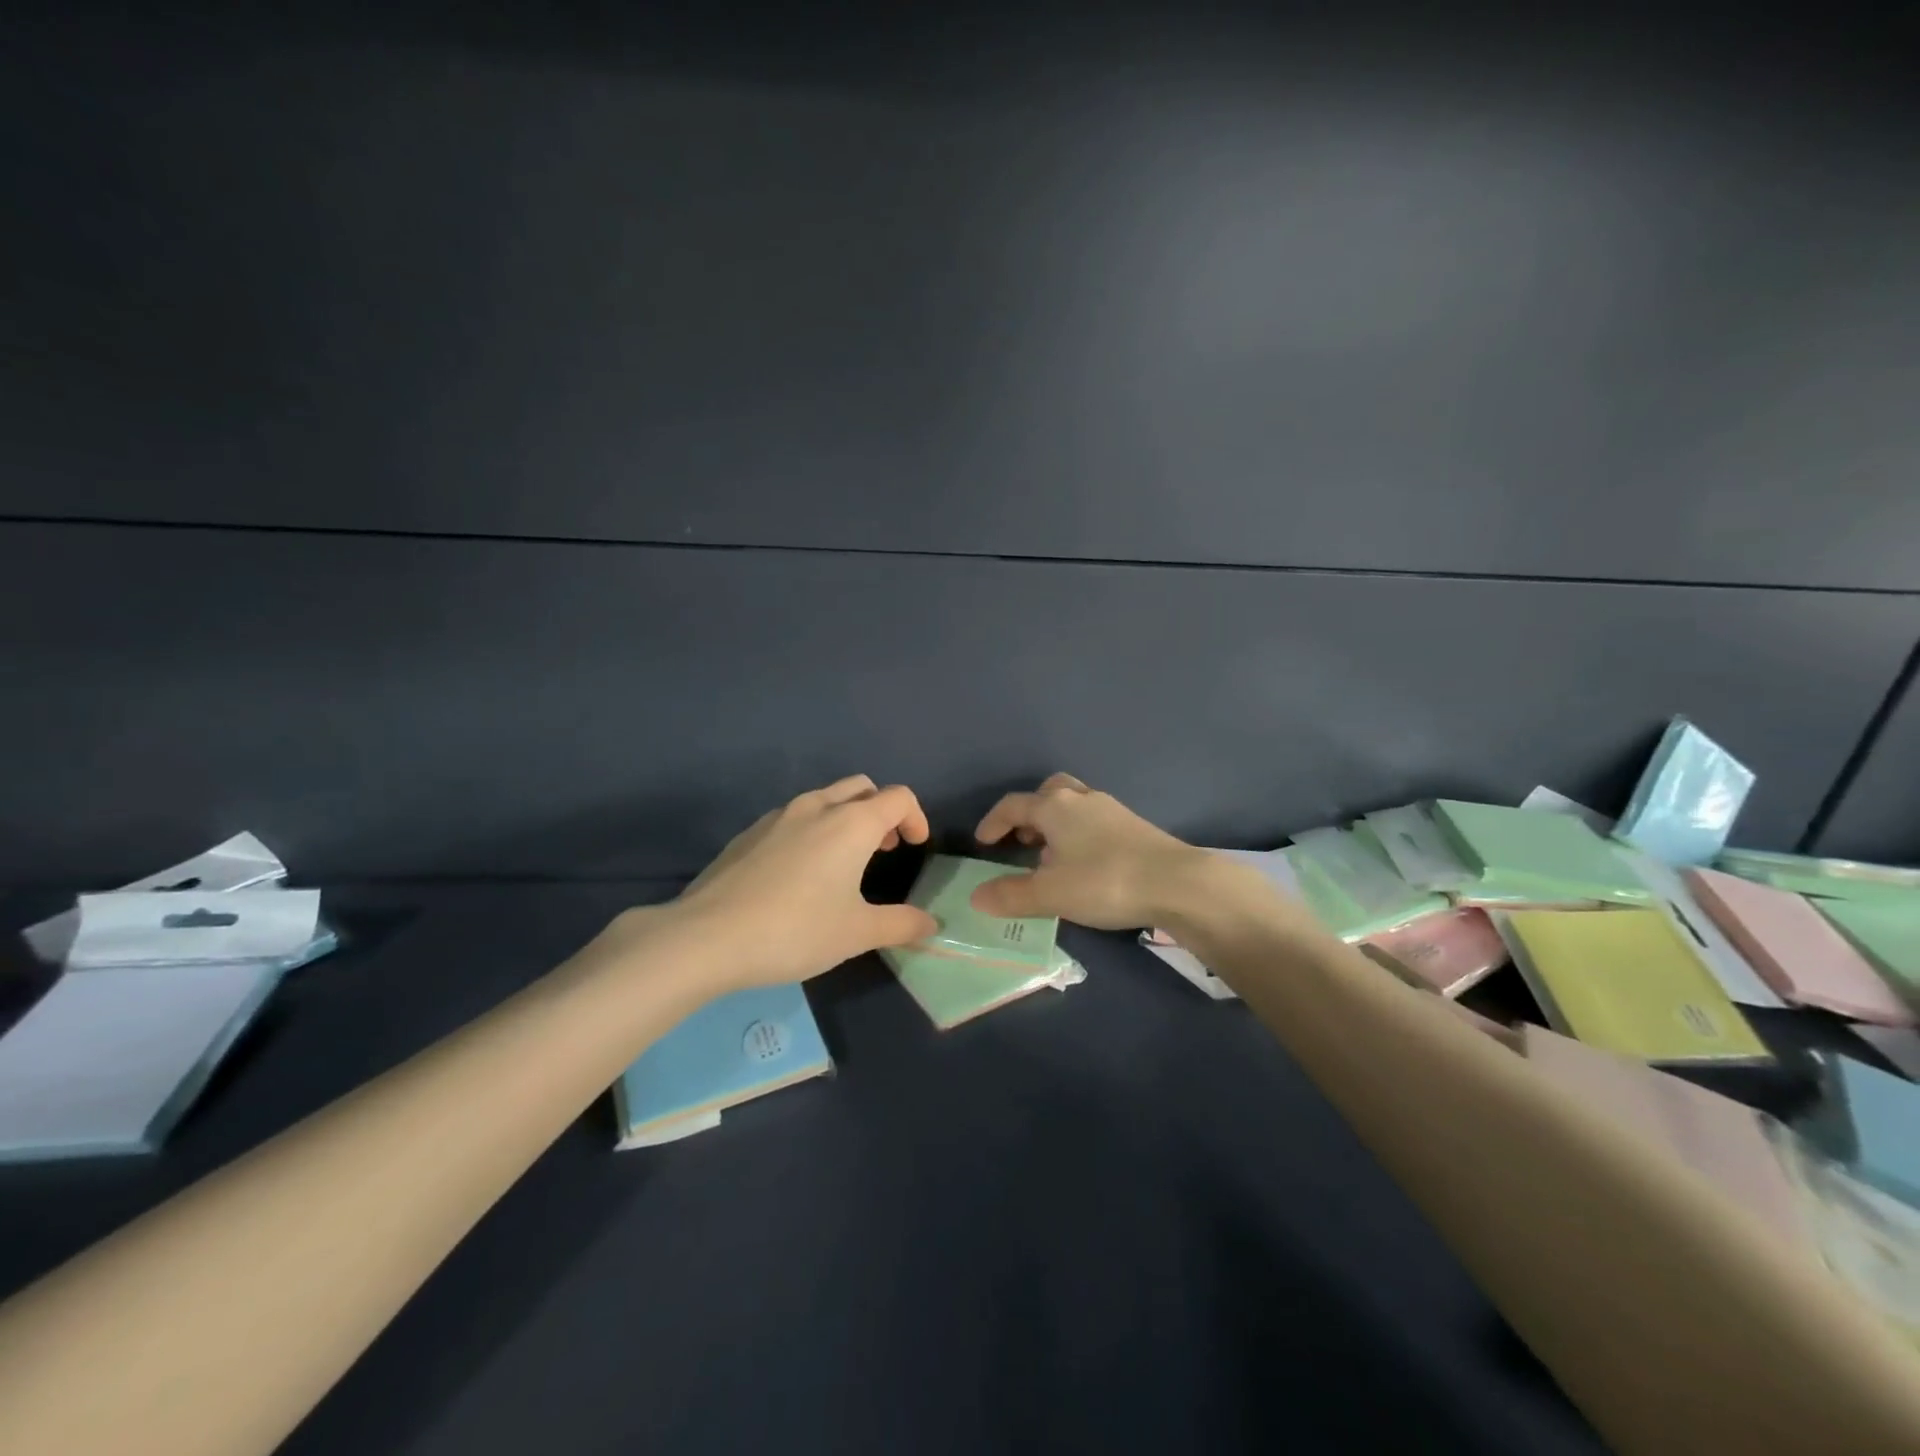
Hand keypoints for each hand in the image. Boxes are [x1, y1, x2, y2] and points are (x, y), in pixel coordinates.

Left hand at [665, 775, 938, 987]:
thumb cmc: (795, 930)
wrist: (707, 937)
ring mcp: (778, 816)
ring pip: (825, 798)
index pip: (898, 797)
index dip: (916, 818)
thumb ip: (901, 924)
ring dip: (846, 817)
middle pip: (862, 787)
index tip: (915, 847)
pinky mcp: (750, 832)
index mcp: (851, 823)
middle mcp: (817, 807)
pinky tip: (800, 873)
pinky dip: (813, 829)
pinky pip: (794, 817)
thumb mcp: (856, 933)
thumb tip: (932, 926)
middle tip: (884, 849)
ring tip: (844, 861)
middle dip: (881, 811)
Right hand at [968, 773, 1210, 928]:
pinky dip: (1080, 835)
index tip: (983, 843)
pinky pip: (1095, 822)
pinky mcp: (1135, 826)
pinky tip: (1086, 866)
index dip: (993, 822)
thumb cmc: (1104, 881)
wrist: (1177, 883)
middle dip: (1030, 814)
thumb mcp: (1050, 893)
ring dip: (1056, 826)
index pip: (1013, 805)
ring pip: (1074, 807)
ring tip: (1052, 859)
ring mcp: (1112, 810)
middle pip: (1048, 793)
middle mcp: (1082, 799)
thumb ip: (1011, 895)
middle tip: (1022, 841)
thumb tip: (977, 896)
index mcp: (1055, 806)